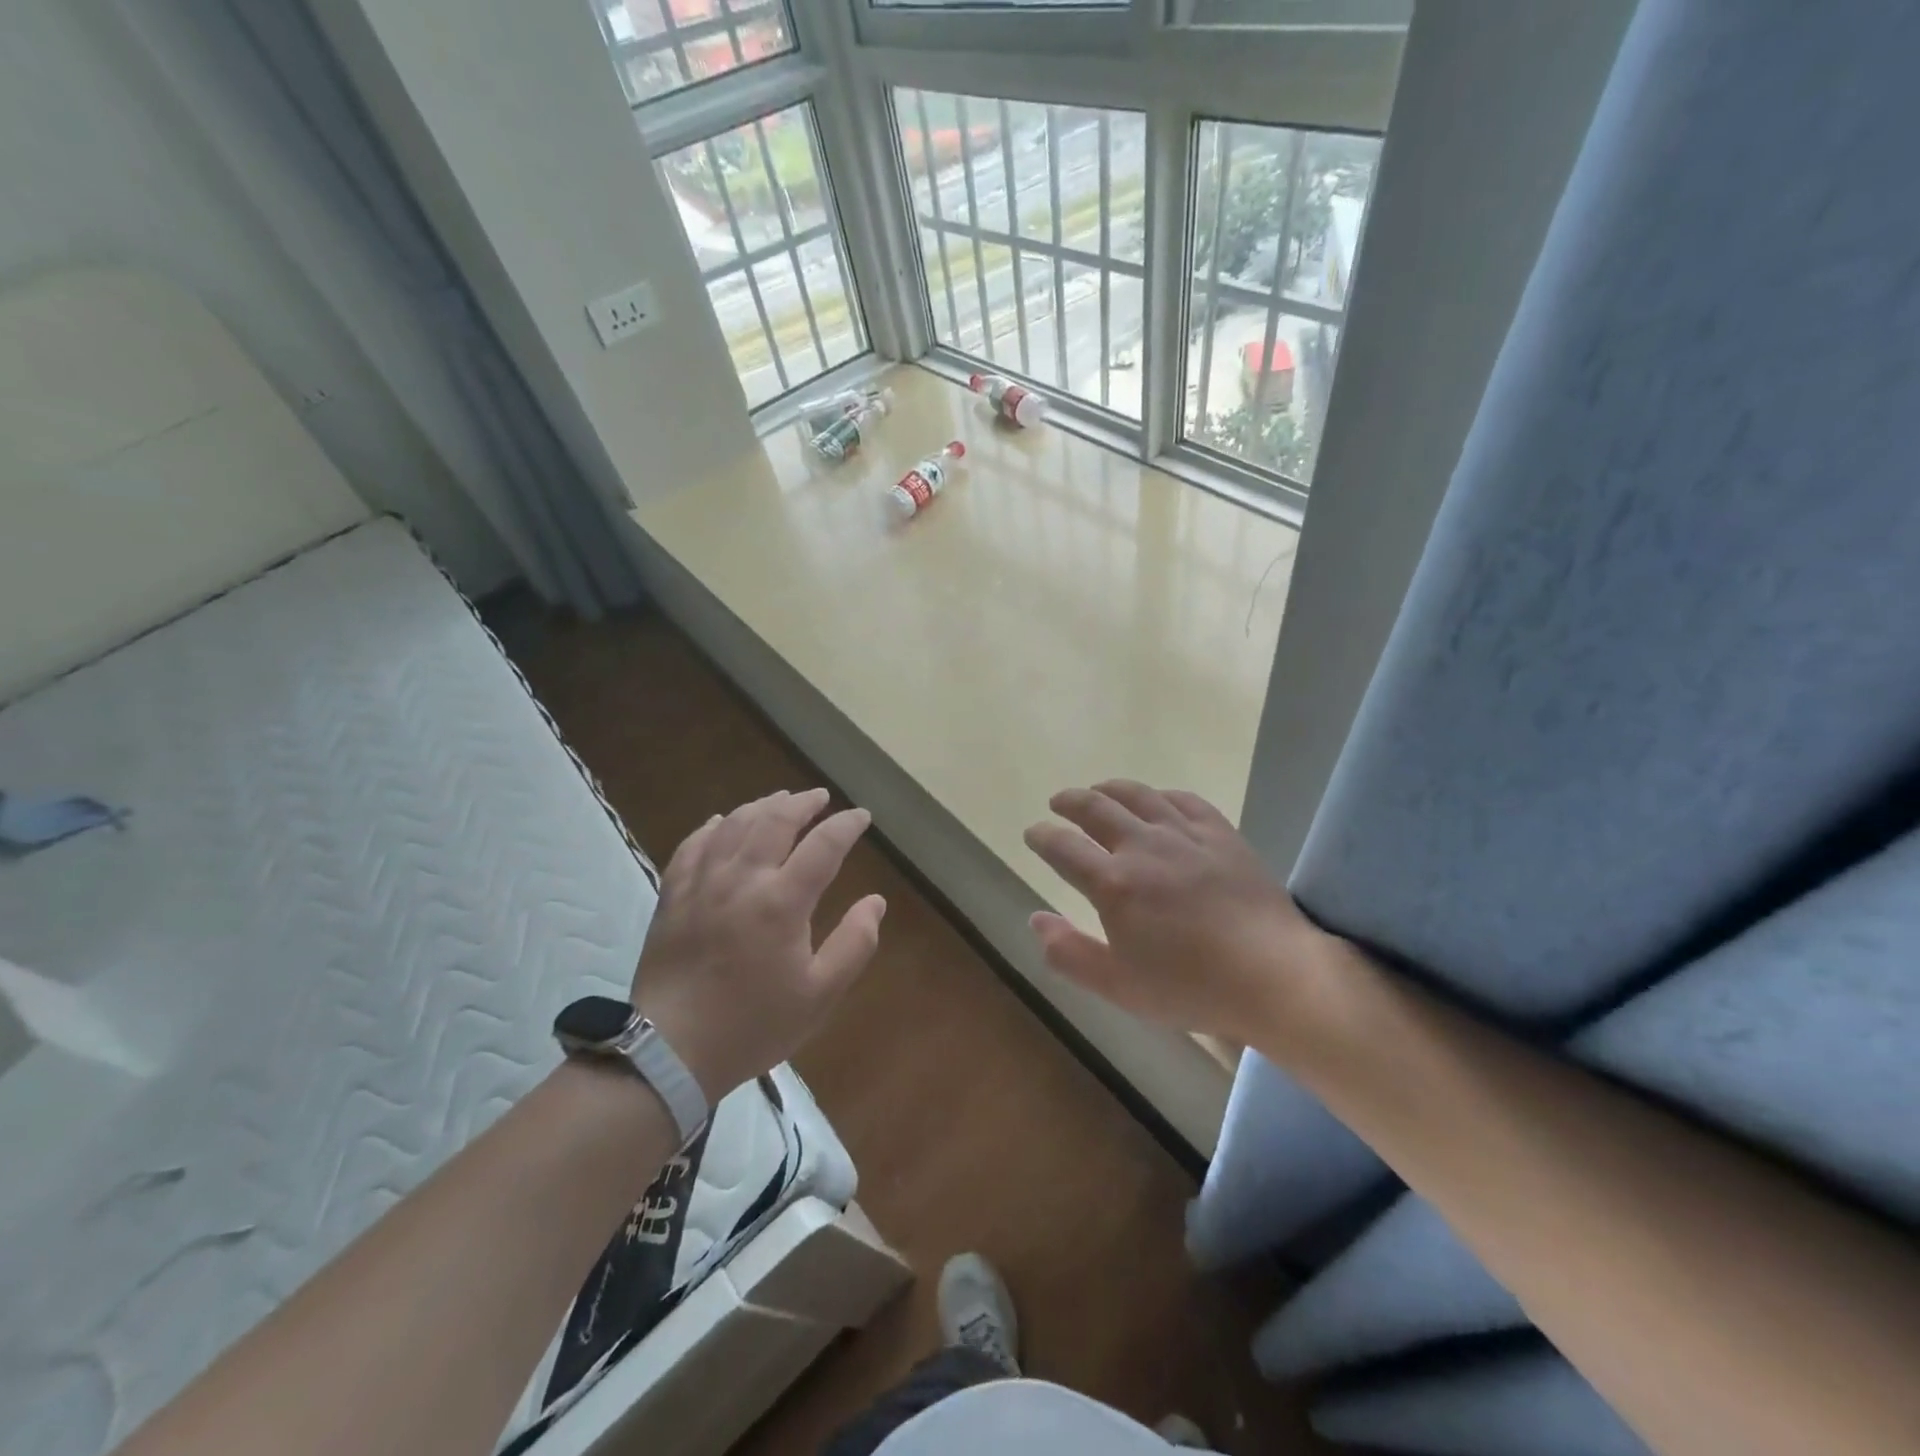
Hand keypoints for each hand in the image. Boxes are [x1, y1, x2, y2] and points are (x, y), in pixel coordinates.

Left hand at [631, 788, 885, 1101]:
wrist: (670, 1050)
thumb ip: (854, 944)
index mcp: (782, 902)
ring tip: (780, 800)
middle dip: (803, 803)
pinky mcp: (673, 895)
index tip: (861, 817)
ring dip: (762, 806)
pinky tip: (722, 821)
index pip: (823, 845)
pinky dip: (713, 826)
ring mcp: (702, 883)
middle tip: (820, 797)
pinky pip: (693, 845)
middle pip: (775, 820)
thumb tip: (876, 902)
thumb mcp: (819, 995)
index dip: (846, 826)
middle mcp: (742, 879)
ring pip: (734, 825)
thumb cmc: (753, 1025)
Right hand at [1023, 781, 1330, 1040]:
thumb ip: (1069, 953)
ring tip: (1098, 791)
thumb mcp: (1118, 986)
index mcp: (1113, 884)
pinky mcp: (1220, 833)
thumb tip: (1036, 919)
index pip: (1062, 847)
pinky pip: (1184, 800)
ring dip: (1109, 789)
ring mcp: (1185, 835)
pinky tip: (1157, 801)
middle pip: (1096, 808)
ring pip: (1138, 795)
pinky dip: (1160, 795)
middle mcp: (1143, 847)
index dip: (1042, 836)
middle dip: (1070, 801)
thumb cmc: (1191, 987)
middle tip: (1058, 803)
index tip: (1032, 833)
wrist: (1275, 975)